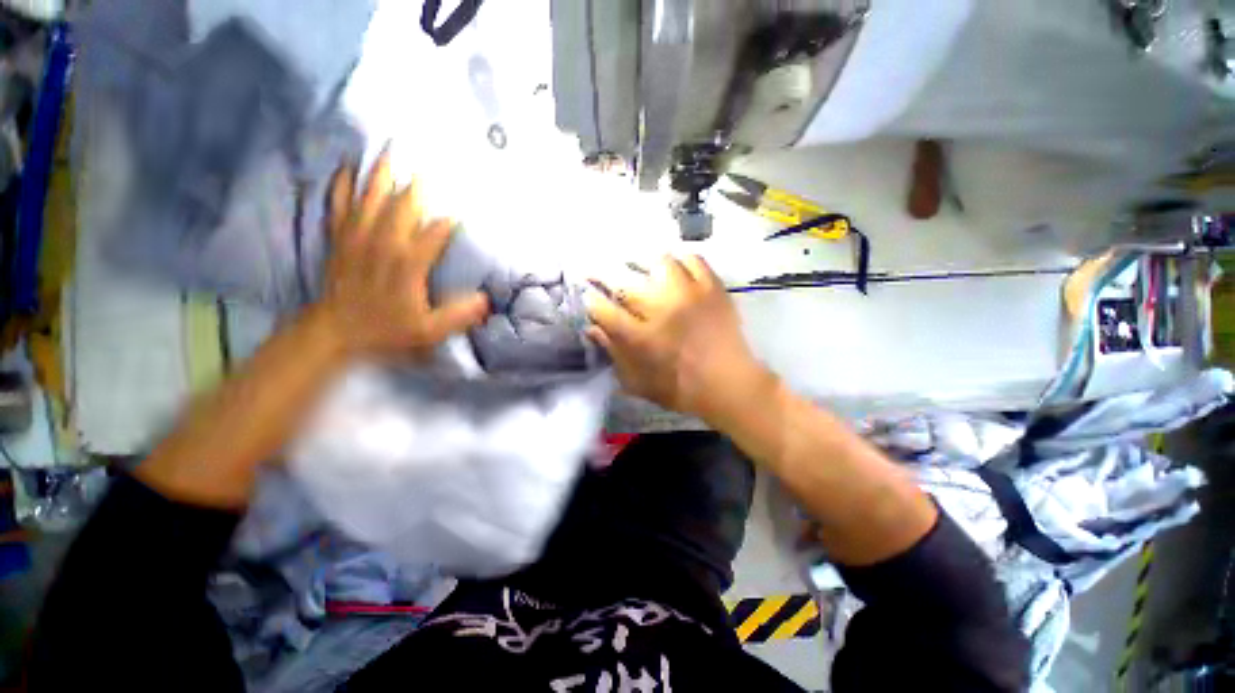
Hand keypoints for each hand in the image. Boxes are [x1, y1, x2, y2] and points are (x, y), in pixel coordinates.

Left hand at [314, 151, 488, 360]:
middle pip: (403, 204)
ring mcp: (358, 235)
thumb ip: (459, 314)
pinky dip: (343, 184)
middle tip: (430, 166)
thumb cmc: (387, 328)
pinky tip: (348, 167)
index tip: (463, 212)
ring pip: (371, 195)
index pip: (436, 232)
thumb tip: (487, 299)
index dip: (451, 221)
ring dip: (381, 172)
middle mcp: (384, 242)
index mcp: (409, 263)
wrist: (336, 330)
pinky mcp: (340, 236)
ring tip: (390, 148)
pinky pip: (339, 203)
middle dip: (418, 185)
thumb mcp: (430, 330)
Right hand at [585, 255, 770, 421]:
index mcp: (641, 338)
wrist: (729, 384)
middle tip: (599, 270)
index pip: (604, 309)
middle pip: (624, 281)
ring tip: (638, 267)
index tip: (588, 295)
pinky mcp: (712, 288)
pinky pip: (692, 260)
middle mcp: (661, 310)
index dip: (591, 300)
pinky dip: (679, 260)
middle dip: (604, 273)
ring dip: (642, 263)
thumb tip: (592, 329)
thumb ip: (613, 354)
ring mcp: (688, 294)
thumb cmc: (680, 389)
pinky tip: (673, 267)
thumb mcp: (638, 382)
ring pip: (657, 262)